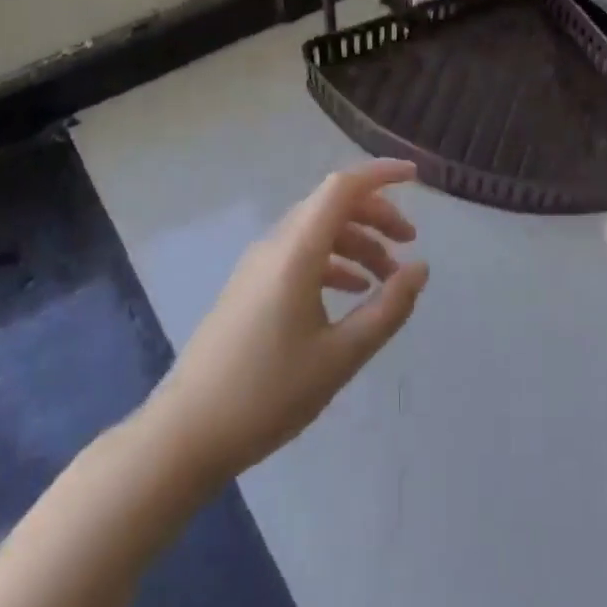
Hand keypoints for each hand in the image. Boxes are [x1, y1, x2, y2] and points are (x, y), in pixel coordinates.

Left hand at [148, 159, 428, 483]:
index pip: (342, 187)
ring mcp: (258, 265)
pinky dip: (333, 260)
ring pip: (316, 230)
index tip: (415, 177)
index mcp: (296, 252)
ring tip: (387, 276)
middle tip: (409, 241)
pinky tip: (351, 290)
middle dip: (375, 214)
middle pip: (331, 205)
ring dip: (356, 241)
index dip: (380, 174)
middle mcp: (275, 245)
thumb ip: (387, 308)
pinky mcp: (249, 286)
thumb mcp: (341, 356)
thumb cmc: (268, 394)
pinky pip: (299, 254)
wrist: (186, 433)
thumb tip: (421, 268)